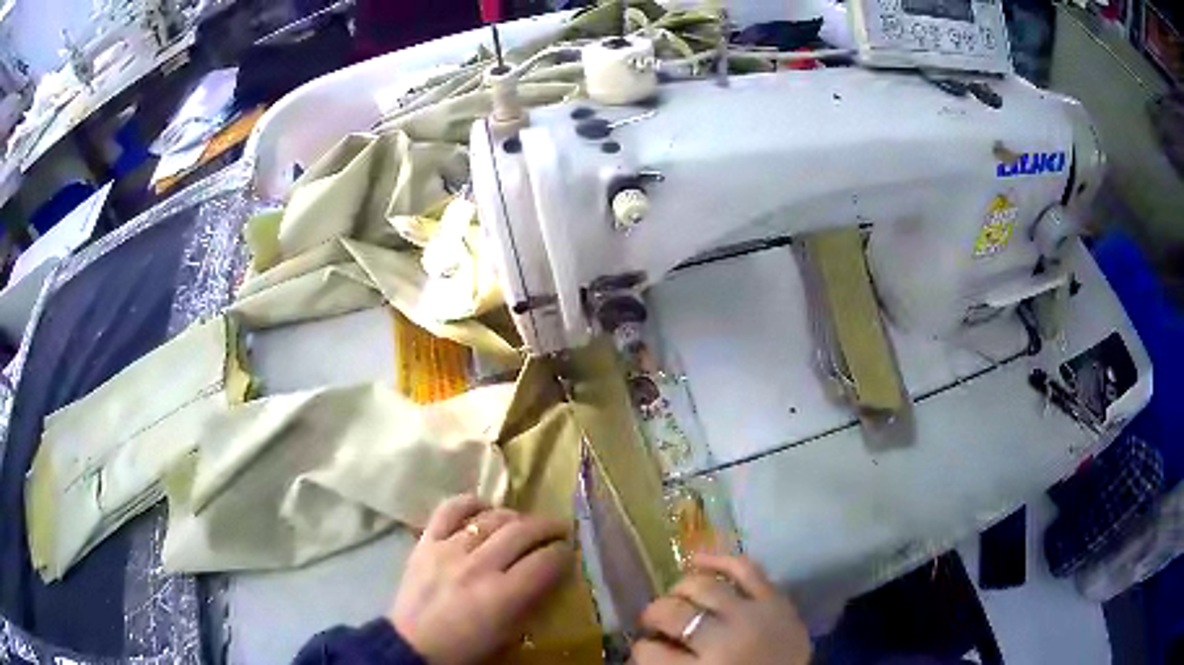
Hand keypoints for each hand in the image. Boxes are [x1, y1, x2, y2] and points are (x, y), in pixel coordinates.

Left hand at [387, 495, 573, 663]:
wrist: (413, 646)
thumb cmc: (467, 648)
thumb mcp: (510, 634)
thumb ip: (532, 601)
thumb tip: (551, 575)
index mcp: (503, 595)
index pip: (545, 561)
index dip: (563, 553)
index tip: (569, 552)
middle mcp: (479, 566)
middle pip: (522, 532)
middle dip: (547, 527)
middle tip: (558, 530)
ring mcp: (449, 550)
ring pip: (491, 518)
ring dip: (515, 517)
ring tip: (523, 523)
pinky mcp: (426, 542)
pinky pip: (449, 510)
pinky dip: (469, 503)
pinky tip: (483, 507)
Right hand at [632, 554, 810, 664]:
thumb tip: (646, 644)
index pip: (649, 652)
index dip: (642, 648)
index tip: (645, 648)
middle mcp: (725, 640)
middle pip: (673, 613)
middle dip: (655, 614)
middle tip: (653, 622)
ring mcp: (754, 615)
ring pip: (703, 586)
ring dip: (681, 589)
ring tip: (675, 598)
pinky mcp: (776, 600)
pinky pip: (745, 568)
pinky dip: (719, 560)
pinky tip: (696, 561)